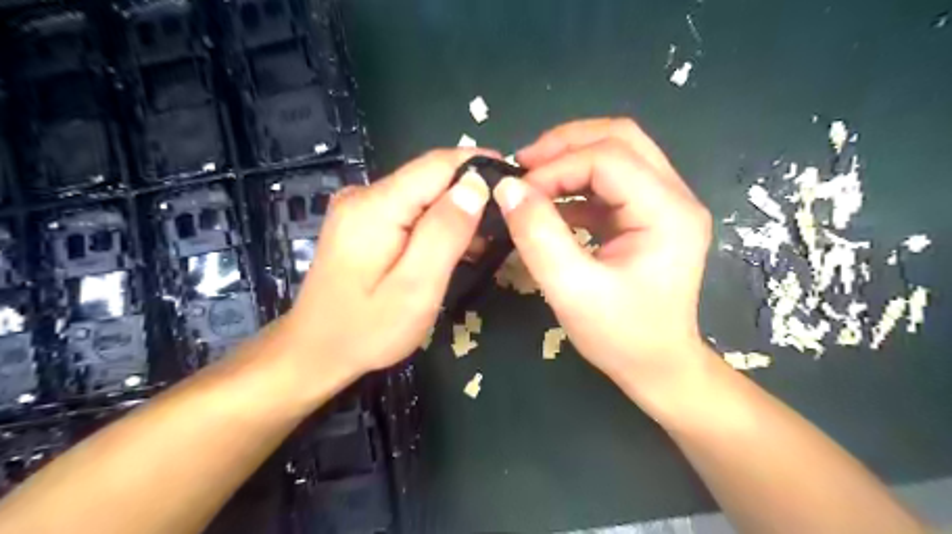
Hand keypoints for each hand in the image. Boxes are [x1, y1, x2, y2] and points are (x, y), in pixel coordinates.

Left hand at [280, 148, 489, 379]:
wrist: (315, 351)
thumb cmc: (367, 330)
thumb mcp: (415, 288)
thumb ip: (445, 233)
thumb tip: (475, 185)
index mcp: (375, 206)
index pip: (437, 165)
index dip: (478, 167)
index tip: (516, 182)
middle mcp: (363, 195)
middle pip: (430, 177)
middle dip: (471, 191)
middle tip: (506, 221)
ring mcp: (360, 208)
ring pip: (423, 193)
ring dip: (456, 210)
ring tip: (487, 240)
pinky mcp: (363, 222)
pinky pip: (410, 210)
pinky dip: (437, 222)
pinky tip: (455, 247)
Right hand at [500, 116, 713, 395]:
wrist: (658, 367)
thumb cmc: (621, 337)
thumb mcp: (572, 290)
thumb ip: (538, 235)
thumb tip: (508, 188)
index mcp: (668, 213)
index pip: (609, 158)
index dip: (557, 166)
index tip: (517, 190)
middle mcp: (675, 197)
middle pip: (620, 139)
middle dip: (565, 145)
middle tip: (523, 165)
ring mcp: (665, 204)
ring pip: (616, 154)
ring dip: (570, 160)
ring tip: (531, 179)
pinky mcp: (648, 216)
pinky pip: (611, 182)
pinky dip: (576, 184)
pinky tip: (550, 202)